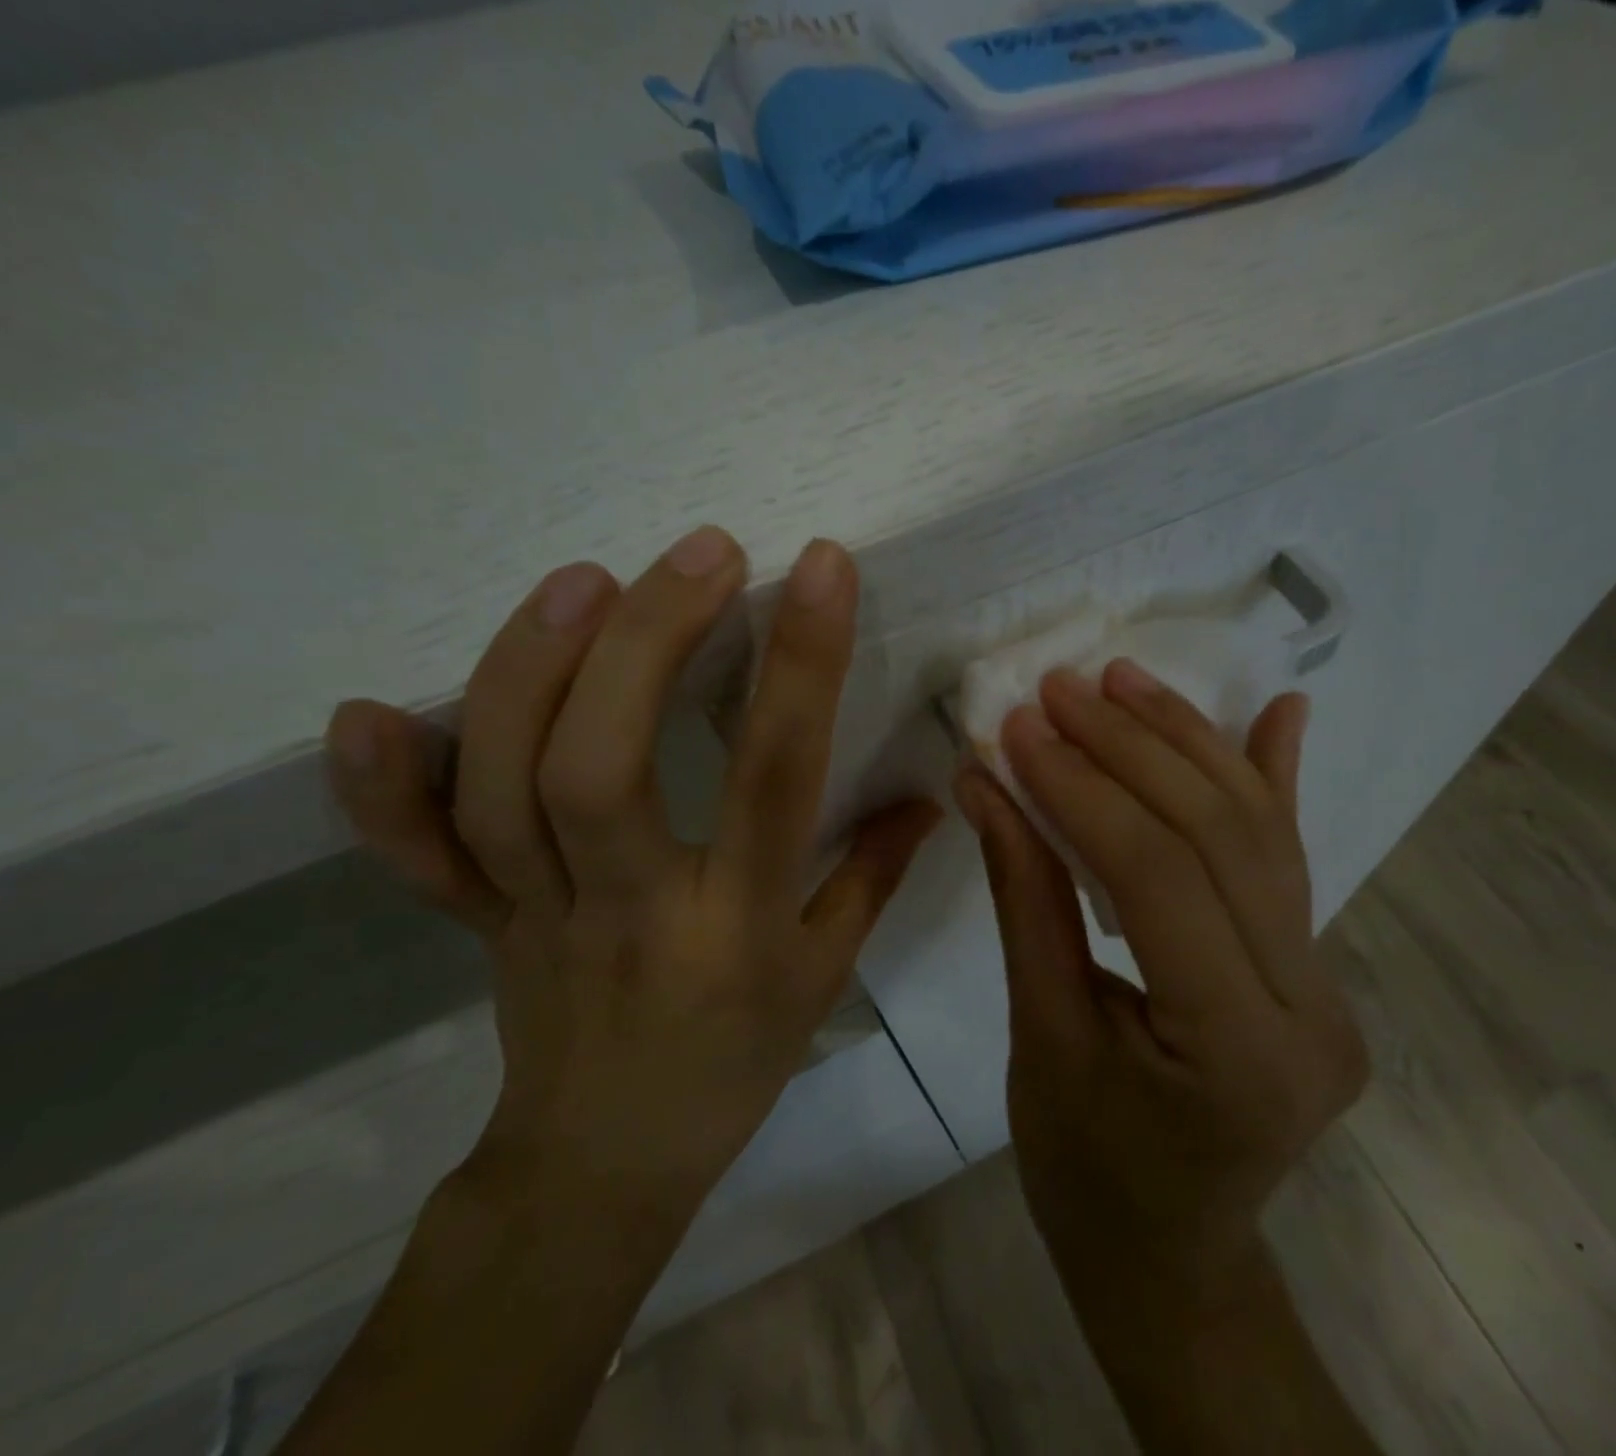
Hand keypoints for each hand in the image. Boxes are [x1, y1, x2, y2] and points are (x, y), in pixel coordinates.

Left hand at [326, 527, 939, 1237]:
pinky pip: (414, 856)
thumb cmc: (735, 1064)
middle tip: (699, 551)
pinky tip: (367, 709)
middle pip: (603, 768)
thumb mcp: (824, 976)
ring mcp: (536, 914)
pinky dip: (378, 787)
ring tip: (585, 580)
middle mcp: (630, 909)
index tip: (821, 568)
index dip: (800, 666)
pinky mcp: (477, 921)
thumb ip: (872, 875)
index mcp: (736, 927)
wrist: (606, 1164)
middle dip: (646, 642)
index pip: (773, 779)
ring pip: (502, 789)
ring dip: (529, 671)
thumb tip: (931, 795)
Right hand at [954, 663, 1367, 1296]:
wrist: (1170, 1254)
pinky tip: (1279, 712)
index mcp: (1239, 1051)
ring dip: (1186, 741)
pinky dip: (1274, 777)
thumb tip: (987, 784)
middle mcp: (1309, 1007)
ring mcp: (1326, 984)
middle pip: (1219, 836)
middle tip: (1058, 689)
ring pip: (1259, 831)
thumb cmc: (1086, 1171)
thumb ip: (1025, 900)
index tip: (1019, 728)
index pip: (1159, 878)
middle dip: (1129, 748)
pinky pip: (1288, 857)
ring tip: (1123, 680)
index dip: (1083, 790)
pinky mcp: (1314, 969)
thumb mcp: (1041, 1037)